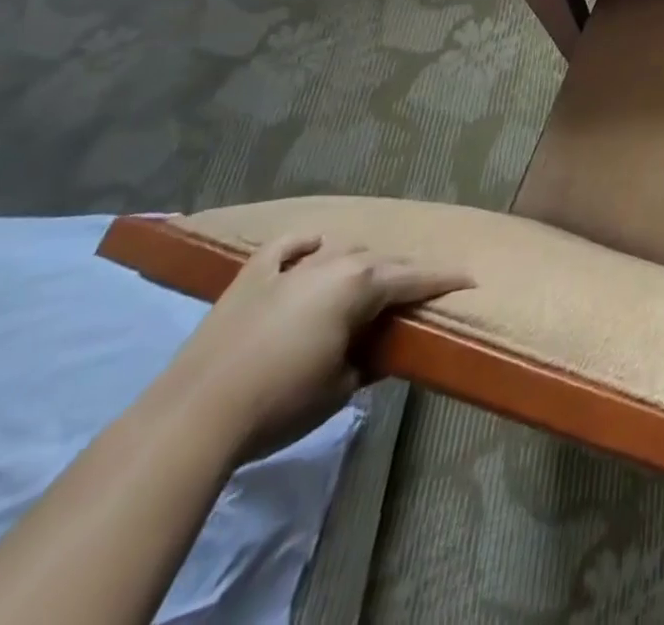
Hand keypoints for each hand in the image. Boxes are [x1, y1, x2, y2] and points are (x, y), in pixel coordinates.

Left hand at [159, 236, 472, 460]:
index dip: (445, 280)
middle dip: (405, 273)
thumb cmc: (281, 403)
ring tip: (368, 278)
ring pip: (341, 248)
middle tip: (420, 288)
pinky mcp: (252, 277)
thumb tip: (381, 348)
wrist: (193, 419)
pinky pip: (287, 247)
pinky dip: (305, 244)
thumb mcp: (343, 387)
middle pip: (382, 261)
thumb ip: (371, 358)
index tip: (470, 279)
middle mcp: (333, 263)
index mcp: (361, 285)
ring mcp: (291, 267)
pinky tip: (314, 246)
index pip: (415, 278)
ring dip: (360, 261)